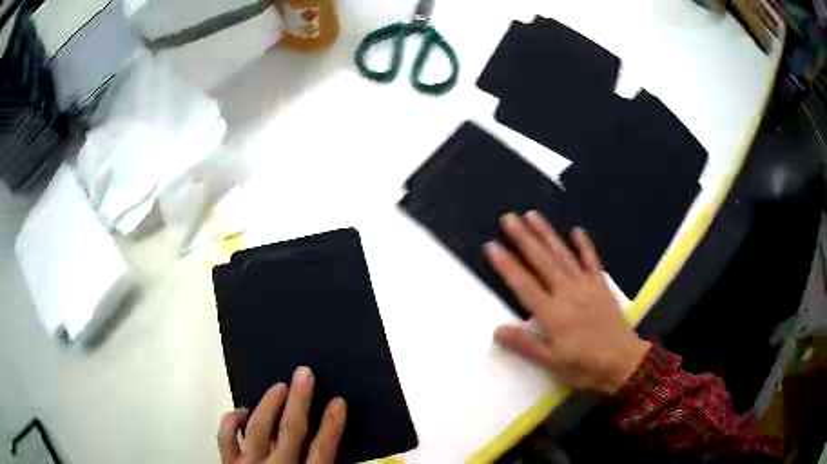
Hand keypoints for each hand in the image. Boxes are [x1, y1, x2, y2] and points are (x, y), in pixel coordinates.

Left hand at [218, 367, 346, 463]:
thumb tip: (337, 451)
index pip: (323, 450)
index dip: (332, 425)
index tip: (338, 401)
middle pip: (291, 431)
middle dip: (300, 401)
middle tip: (304, 374)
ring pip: (258, 428)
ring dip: (269, 404)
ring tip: (279, 385)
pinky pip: (225, 438)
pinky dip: (230, 421)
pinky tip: (240, 410)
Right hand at [484, 211, 650, 393]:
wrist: (623, 362)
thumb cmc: (585, 366)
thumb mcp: (552, 363)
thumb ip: (526, 345)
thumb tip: (497, 330)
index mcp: (553, 314)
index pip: (524, 285)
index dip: (506, 265)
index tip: (491, 246)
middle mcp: (567, 293)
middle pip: (542, 262)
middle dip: (524, 239)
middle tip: (508, 218)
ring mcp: (586, 286)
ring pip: (563, 255)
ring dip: (547, 234)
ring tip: (533, 215)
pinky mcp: (601, 286)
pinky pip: (592, 261)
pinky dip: (585, 245)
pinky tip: (577, 230)